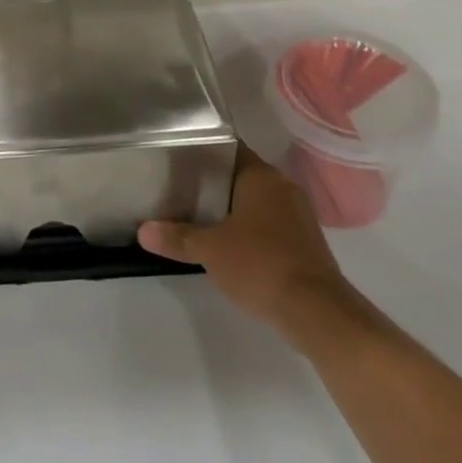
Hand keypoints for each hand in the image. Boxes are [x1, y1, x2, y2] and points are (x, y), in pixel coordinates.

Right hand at [139, 144, 372, 352]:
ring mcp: (298, 216)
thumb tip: (142, 231)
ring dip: (231, 207)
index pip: (227, 147)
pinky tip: (227, 242)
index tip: (175, 155)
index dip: (201, 149)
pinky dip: (249, 229)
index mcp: (262, 176)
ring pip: (255, 201)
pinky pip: (269, 224)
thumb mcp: (210, 251)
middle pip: (240, 174)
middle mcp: (283, 188)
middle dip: (212, 181)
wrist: (319, 315)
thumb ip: (177, 237)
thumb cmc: (261, 266)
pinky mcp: (305, 243)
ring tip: (196, 213)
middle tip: (178, 185)